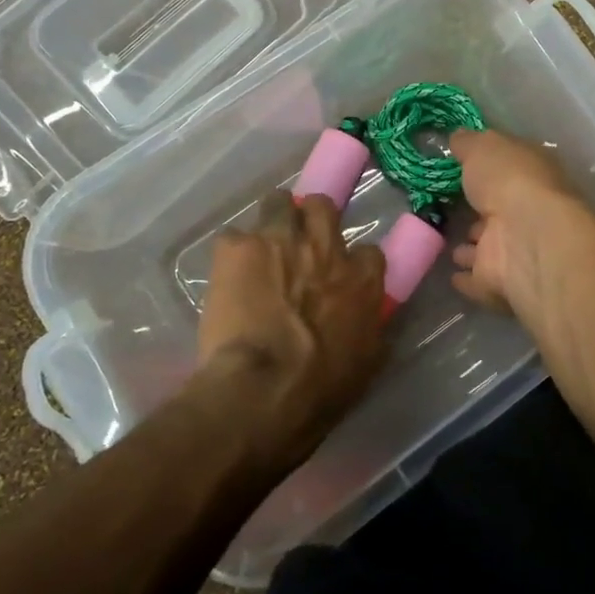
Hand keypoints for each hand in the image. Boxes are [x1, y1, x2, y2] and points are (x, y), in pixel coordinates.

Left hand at [195, 192, 387, 458]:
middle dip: (310, 218)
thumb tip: (368, 320)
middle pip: (322, 206)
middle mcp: (324, 247)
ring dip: (271, 222)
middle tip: (298, 242)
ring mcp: (279, 239)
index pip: (369, 250)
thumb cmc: (319, 389)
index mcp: (360, 278)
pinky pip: (232, 237)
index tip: (340, 276)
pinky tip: (225, 276)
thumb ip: (367, 328)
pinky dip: (231, 255)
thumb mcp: (364, 363)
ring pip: (278, 202)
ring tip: (258, 249)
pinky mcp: (237, 248)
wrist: (262, 390)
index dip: (352, 261)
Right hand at [448, 127, 590, 319]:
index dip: (486, 169)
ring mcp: (515, 250)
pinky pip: (478, 278)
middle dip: (477, 211)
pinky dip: (466, 277)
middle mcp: (527, 212)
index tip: (459, 168)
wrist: (527, 238)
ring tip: (446, 242)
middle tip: (447, 207)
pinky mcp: (500, 282)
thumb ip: (468, 143)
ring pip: (488, 246)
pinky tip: (450, 273)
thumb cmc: (510, 181)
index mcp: (531, 176)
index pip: (507, 171)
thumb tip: (457, 138)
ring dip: (470, 247)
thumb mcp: (485, 147)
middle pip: (497, 210)